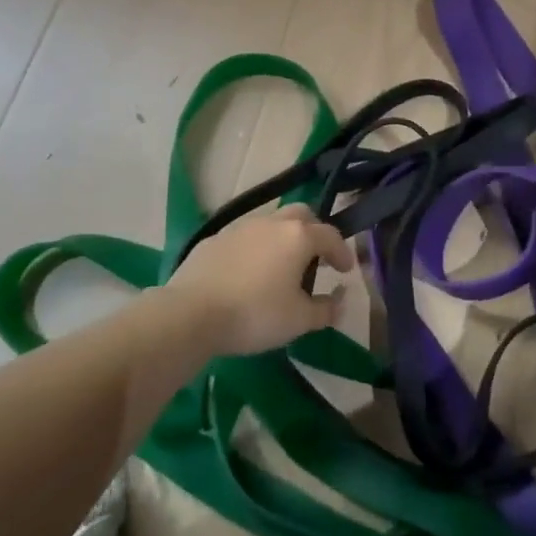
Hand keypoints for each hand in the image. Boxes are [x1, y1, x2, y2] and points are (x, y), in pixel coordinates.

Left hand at [166, 204, 356, 354]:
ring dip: (283, 238)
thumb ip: (326, 309)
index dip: (342, 252)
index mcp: (298, 236)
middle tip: (316, 258)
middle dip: (314, 232)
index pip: (331, 235)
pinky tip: (248, 273)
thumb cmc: (255, 314)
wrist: (191, 314)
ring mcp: (240, 227)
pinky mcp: (214, 239)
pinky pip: (244, 237)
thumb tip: (340, 300)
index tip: (345, 270)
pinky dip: (255, 249)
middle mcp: (272, 222)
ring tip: (281, 266)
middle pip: (302, 215)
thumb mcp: (299, 321)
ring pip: (271, 223)